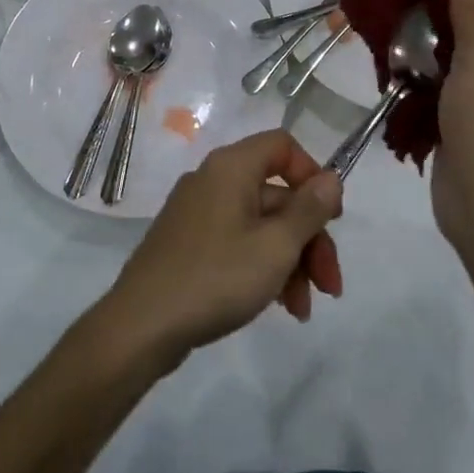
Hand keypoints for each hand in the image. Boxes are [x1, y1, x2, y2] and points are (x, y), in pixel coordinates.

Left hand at [101, 131, 344, 368]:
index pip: (282, 146)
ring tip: (303, 309)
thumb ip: (309, 210)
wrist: (142, 325)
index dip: (313, 176)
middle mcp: (212, 180)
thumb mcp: (275, 246)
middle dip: (310, 238)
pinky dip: (262, 266)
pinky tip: (278, 305)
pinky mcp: (189, 243)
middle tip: (330, 286)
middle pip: (276, 194)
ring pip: (260, 224)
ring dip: (290, 261)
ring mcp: (197, 212)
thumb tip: (331, 177)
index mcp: (231, 167)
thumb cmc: (216, 278)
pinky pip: (237, 242)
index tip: (331, 219)